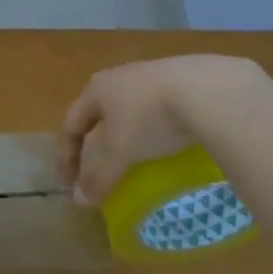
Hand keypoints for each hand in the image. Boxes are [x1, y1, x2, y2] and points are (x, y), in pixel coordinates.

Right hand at [58, 56, 262, 203]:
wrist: (206, 89)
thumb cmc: (149, 118)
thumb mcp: (119, 152)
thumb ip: (98, 176)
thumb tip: (79, 200)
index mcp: (97, 88)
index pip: (72, 123)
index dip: (66, 155)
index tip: (68, 183)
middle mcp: (120, 75)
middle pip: (99, 113)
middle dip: (96, 142)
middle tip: (98, 169)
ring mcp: (153, 73)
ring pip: (130, 107)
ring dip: (126, 133)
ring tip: (135, 157)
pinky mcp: (183, 78)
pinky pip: (158, 107)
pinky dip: (154, 127)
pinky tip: (167, 141)